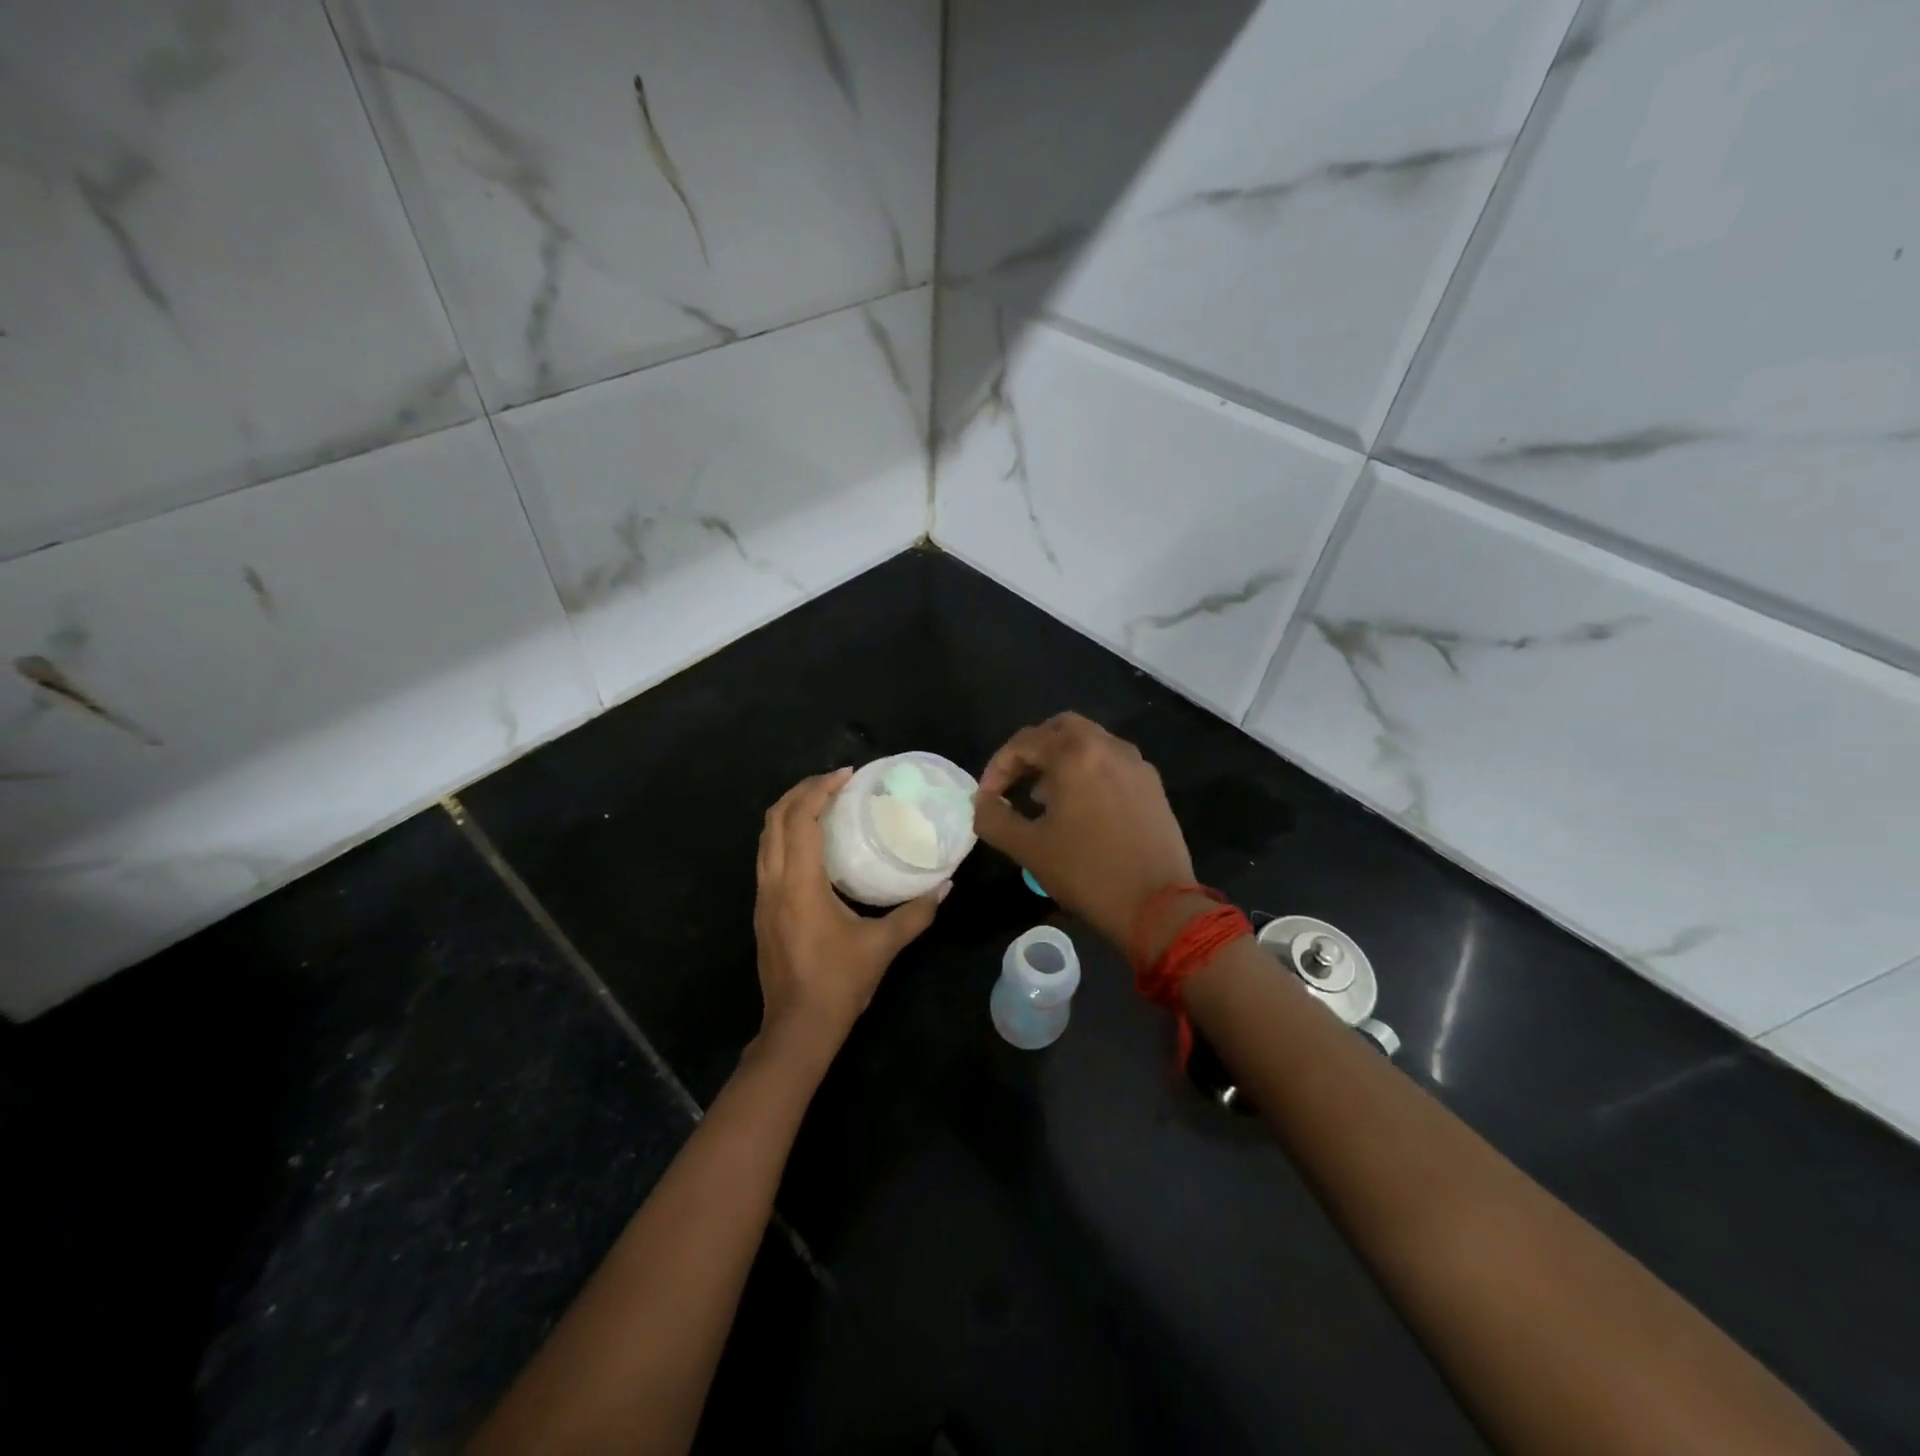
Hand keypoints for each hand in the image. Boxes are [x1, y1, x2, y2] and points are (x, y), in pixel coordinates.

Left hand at [753, 769, 947, 1053]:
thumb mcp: (883, 945)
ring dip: (790, 811)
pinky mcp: (763, 911)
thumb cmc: (839, 983)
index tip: (848, 775)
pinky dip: (785, 834)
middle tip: (835, 781)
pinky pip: (767, 856)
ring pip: (766, 838)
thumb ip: (917, 912)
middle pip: (775, 819)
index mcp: (800, 884)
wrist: (797, 1028)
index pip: (801, 819)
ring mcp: (763, 897)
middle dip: (802, 791)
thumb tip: (946, 885)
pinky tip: (812, 843)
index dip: (821, 789)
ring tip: (823, 802)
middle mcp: (774, 883)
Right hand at [973, 713, 1197, 953]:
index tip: (988, 798)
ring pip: (1090, 743)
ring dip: (1061, 760)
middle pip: (1060, 729)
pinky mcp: (1153, 786)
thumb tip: (983, 802)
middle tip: (1016, 782)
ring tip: (1044, 798)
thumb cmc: (1087, 873)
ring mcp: (1136, 764)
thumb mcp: (1028, 849)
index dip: (998, 766)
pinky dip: (1089, 771)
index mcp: (1075, 754)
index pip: (1024, 742)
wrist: (1159, 906)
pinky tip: (1082, 809)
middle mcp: (1108, 747)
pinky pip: (1112, 763)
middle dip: (1032, 751)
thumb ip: (994, 818)